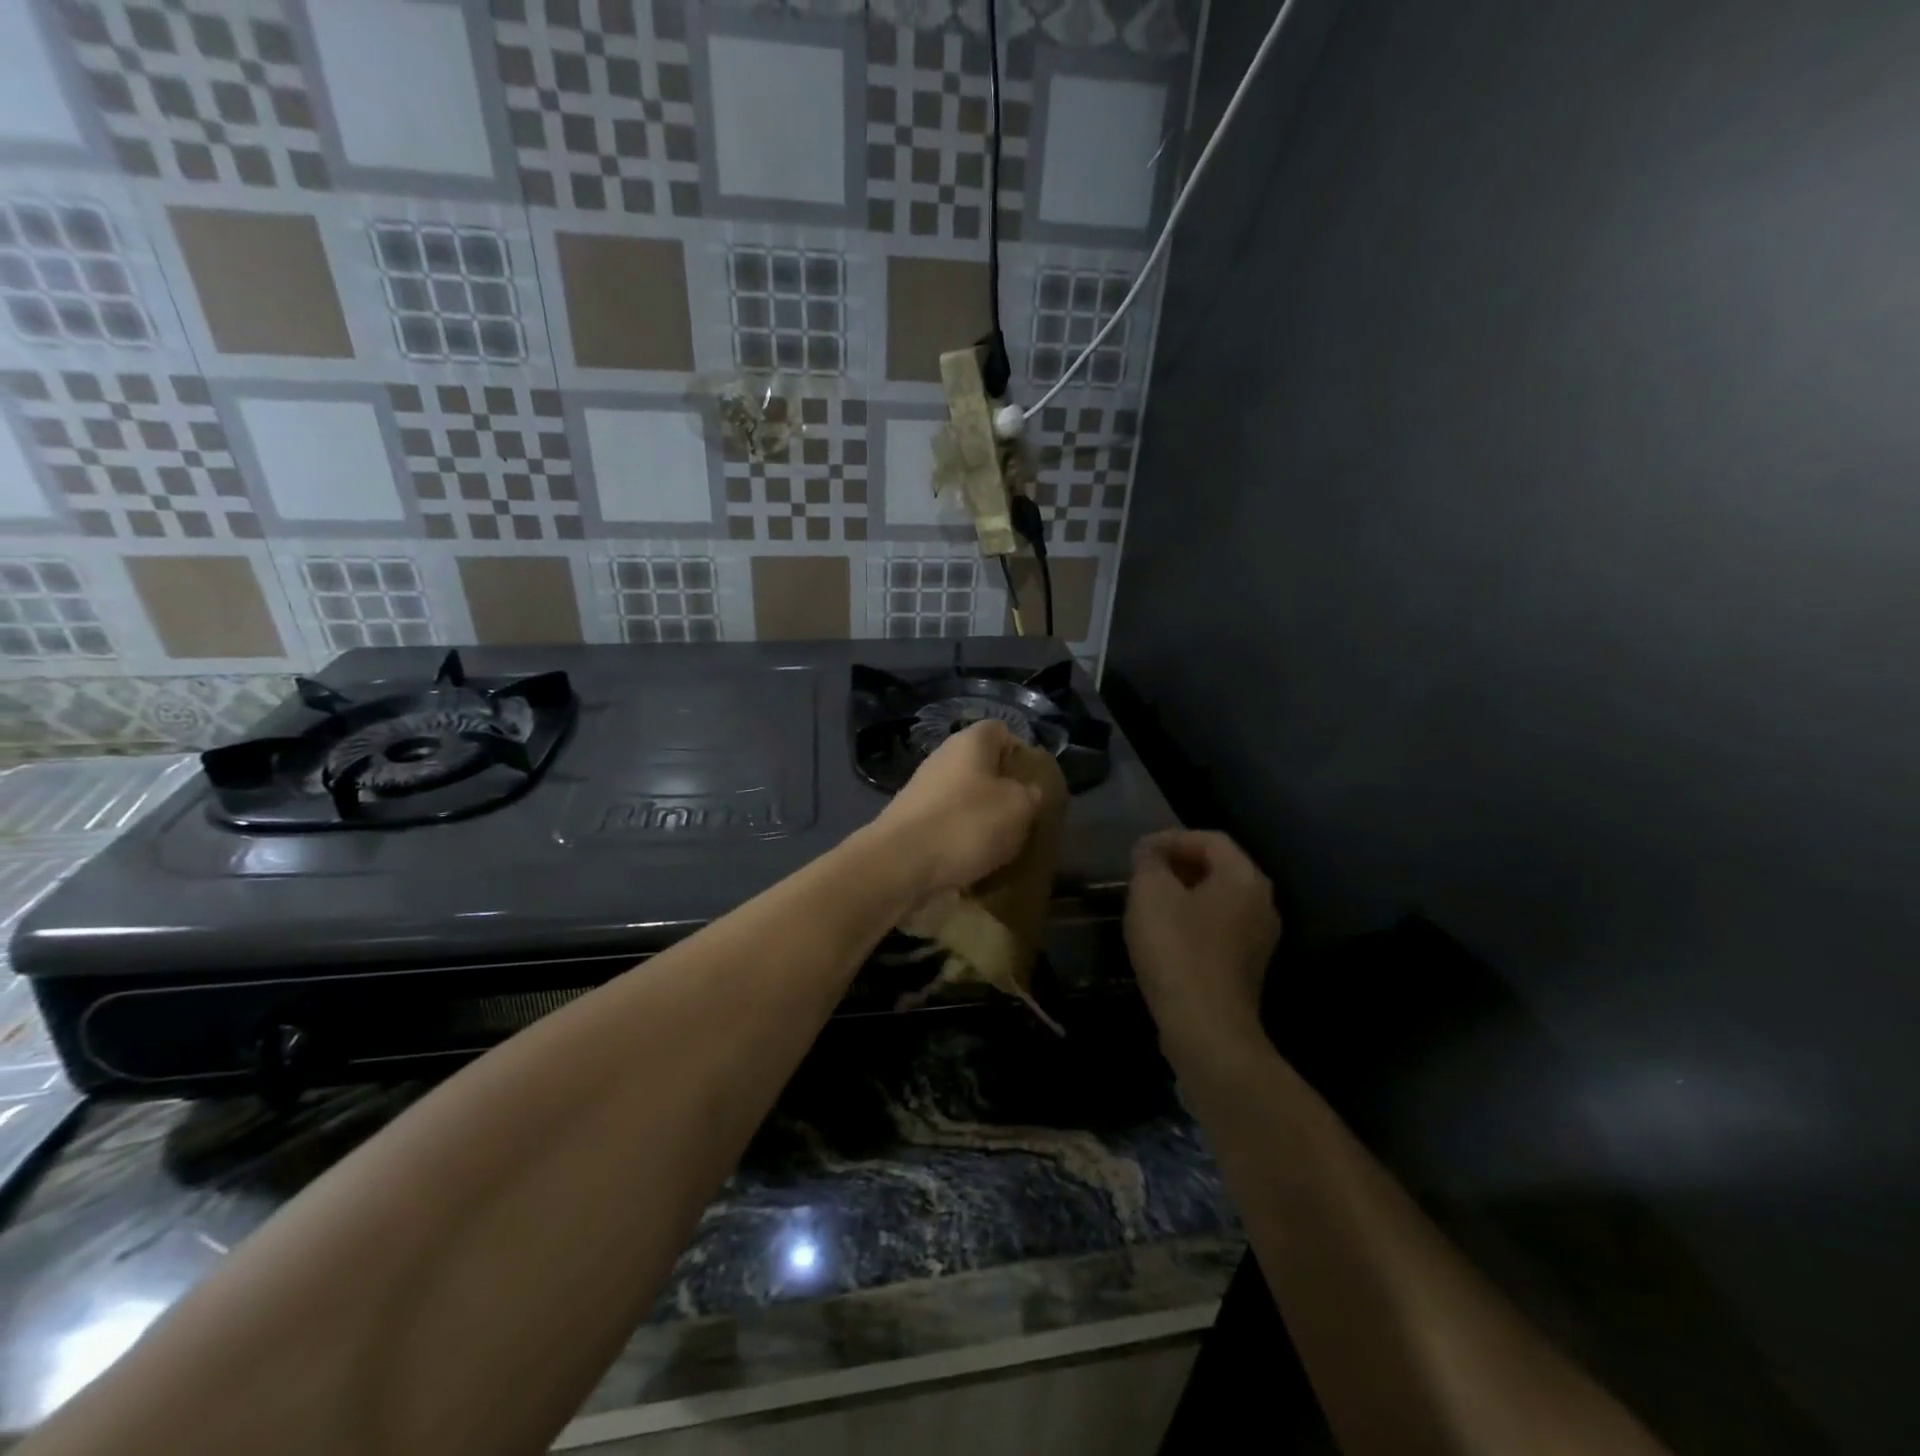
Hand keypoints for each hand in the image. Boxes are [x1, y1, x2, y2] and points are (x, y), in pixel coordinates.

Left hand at [868, 720, 1043, 896]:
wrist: (899, 864)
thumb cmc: (967, 824)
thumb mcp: (1019, 807)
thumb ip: (1031, 793)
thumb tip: (1027, 791)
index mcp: (970, 742)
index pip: (1002, 731)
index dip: (1022, 753)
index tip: (1035, 783)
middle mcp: (943, 758)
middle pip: (982, 767)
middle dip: (1003, 791)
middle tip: (1024, 818)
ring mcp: (923, 790)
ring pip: (965, 798)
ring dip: (983, 819)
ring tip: (1002, 846)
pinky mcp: (911, 821)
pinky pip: (947, 824)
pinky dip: (961, 840)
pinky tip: (973, 861)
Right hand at [1126, 830, 1280, 1059]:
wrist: (1205, 1028)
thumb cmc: (1177, 949)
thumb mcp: (1150, 892)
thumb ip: (1150, 860)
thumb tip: (1151, 850)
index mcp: (1245, 878)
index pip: (1210, 839)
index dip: (1172, 838)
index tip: (1139, 852)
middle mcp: (1262, 903)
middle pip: (1218, 868)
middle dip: (1177, 865)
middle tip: (1141, 874)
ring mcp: (1259, 939)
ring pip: (1217, 901)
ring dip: (1182, 895)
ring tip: (1147, 903)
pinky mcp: (1246, 968)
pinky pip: (1218, 929)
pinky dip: (1191, 923)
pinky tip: (1163, 936)